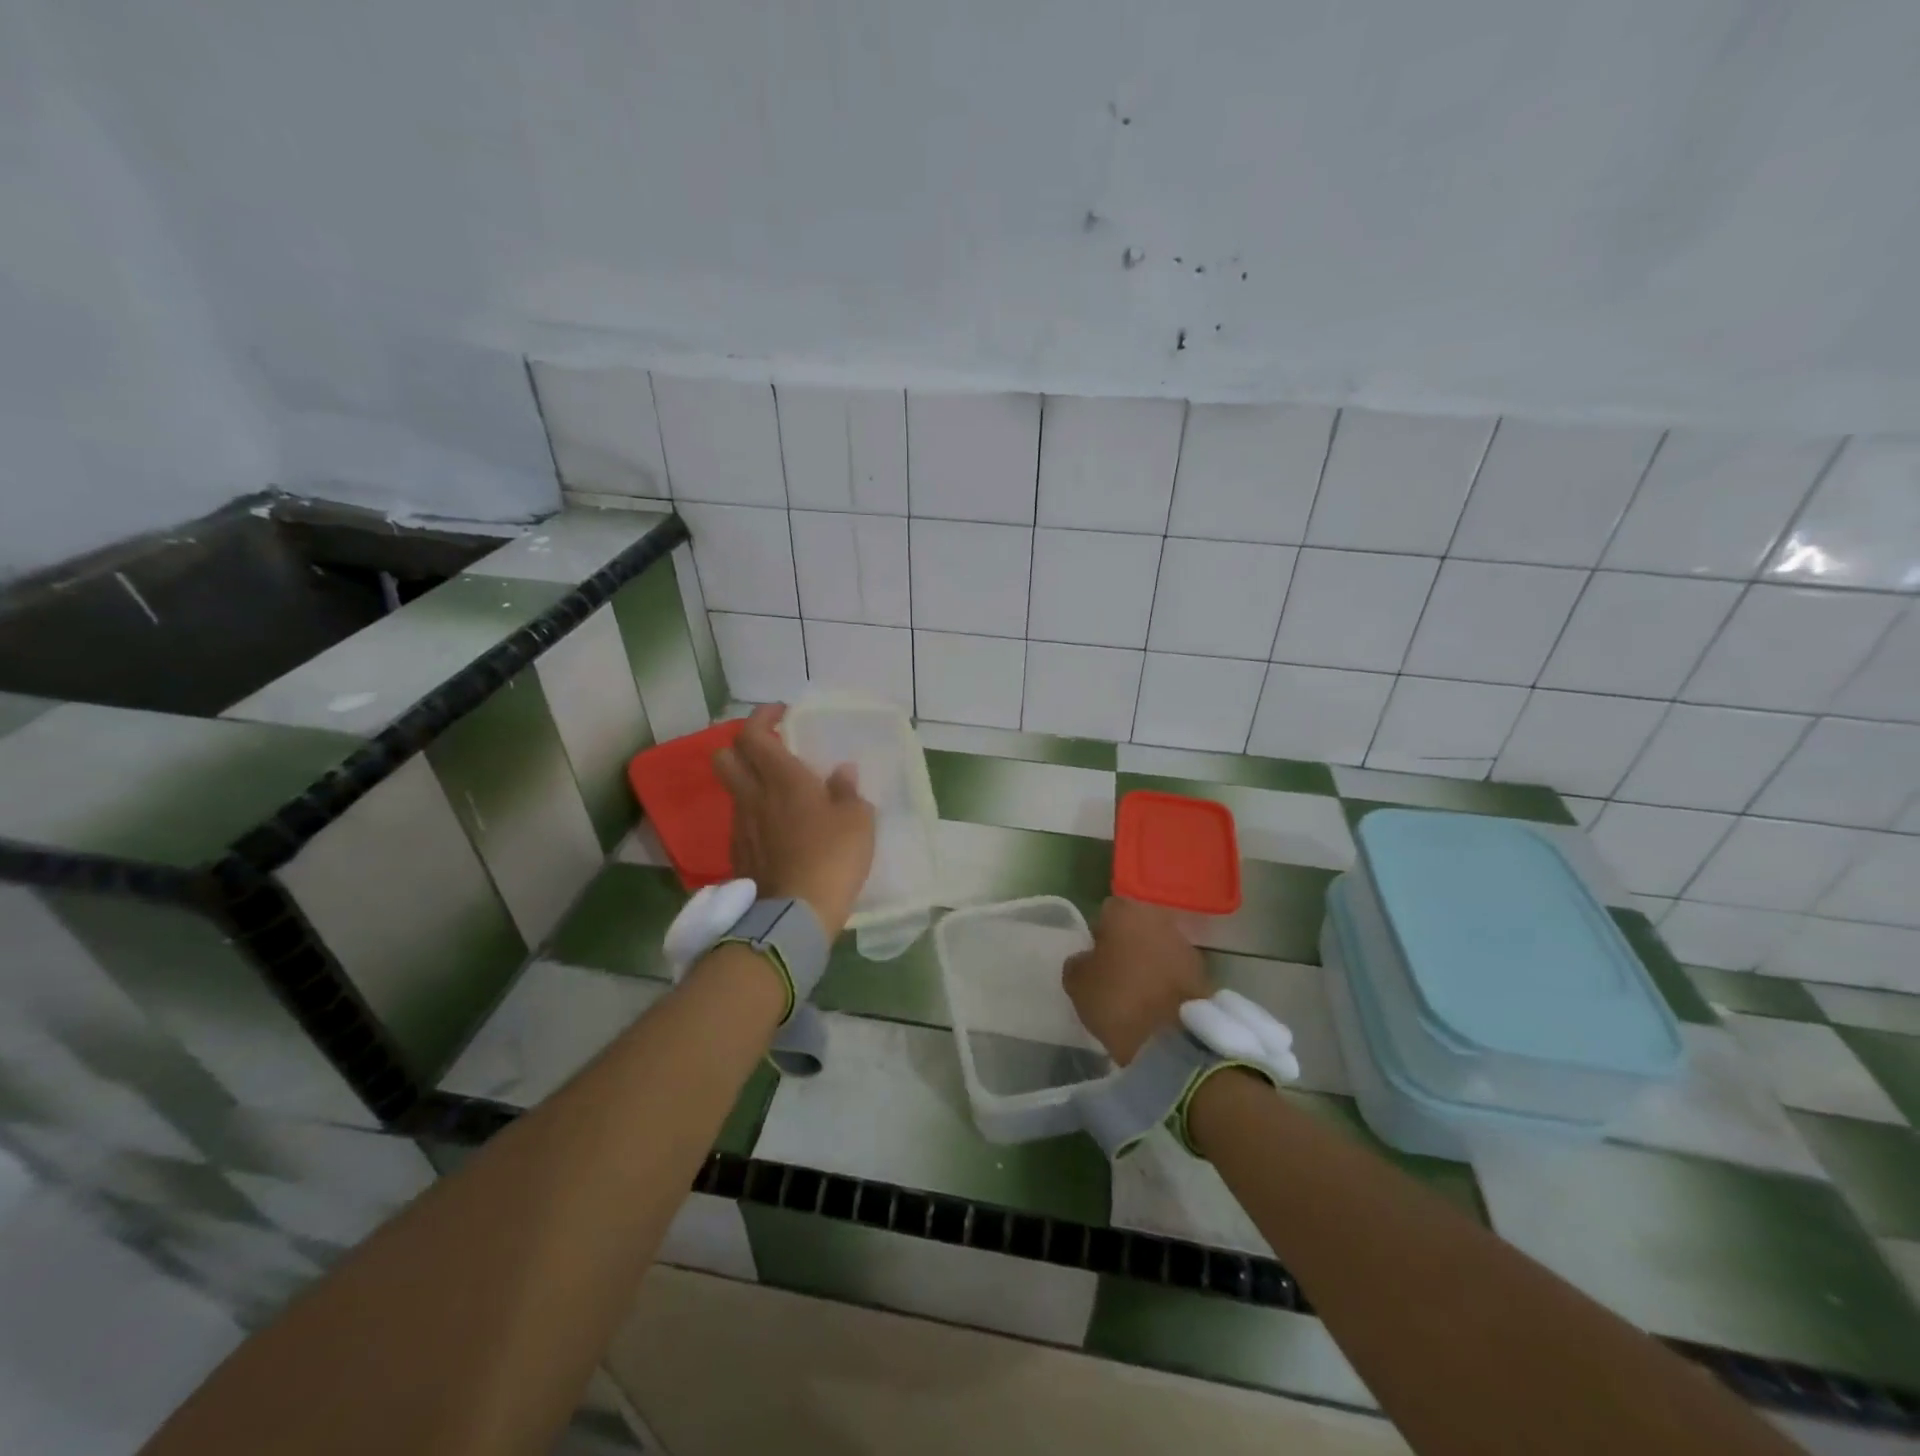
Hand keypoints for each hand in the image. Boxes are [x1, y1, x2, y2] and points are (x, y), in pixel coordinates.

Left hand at [713, 705, 874, 939]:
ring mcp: (741, 826)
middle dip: (743, 745)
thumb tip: (841, 773)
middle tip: (772, 749)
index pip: (753, 734)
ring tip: (782, 793)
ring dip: (751, 782)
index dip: (762, 718)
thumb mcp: (858, 820)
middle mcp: (753, 796)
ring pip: (734, 790)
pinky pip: (742, 821)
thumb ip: (848, 791)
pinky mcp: (739, 854)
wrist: (795, 914)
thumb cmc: (833, 857)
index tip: (780, 714)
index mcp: (782, 778)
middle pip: (725, 756)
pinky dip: (756, 815)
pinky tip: (780, 829)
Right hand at [1063, 897, 1212, 1064]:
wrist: (1174, 1039)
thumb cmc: (1118, 999)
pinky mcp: (1203, 974)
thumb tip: (1086, 960)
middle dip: (1127, 946)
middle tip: (1114, 974)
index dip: (1098, 934)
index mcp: (1127, 912)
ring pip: (1158, 948)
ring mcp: (1185, 946)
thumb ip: (1078, 963)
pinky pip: (1175, 971)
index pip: (1107, 912)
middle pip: (1136, 928)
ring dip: (1148, 963)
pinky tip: (1155, 1005)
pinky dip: (1166, 982)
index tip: (1094, 958)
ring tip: (1136, 993)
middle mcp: (1159, 919)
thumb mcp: (1077, 983)